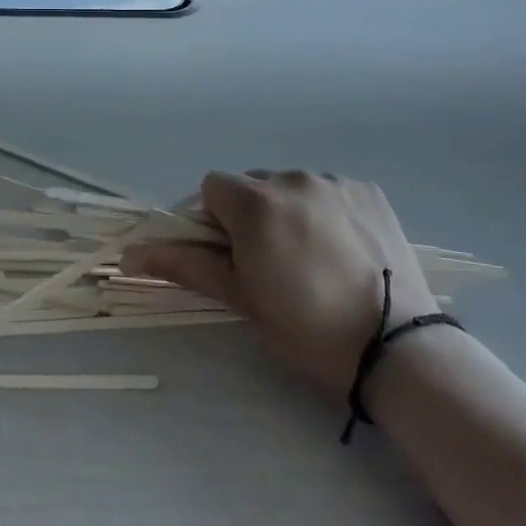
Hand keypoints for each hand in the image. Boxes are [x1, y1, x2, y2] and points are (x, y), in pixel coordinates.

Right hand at [120, 171, 438, 399]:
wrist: (397, 348)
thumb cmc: (307, 328)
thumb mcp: (241, 298)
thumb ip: (184, 264)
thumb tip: (129, 254)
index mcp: (257, 203)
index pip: (211, 188)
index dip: (210, 220)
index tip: (227, 255)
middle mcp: (294, 178)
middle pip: (251, 184)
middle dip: (247, 214)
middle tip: (266, 262)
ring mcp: (336, 182)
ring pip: (290, 185)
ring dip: (285, 210)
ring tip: (308, 257)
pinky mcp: (369, 191)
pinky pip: (328, 190)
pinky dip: (322, 210)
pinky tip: (339, 248)